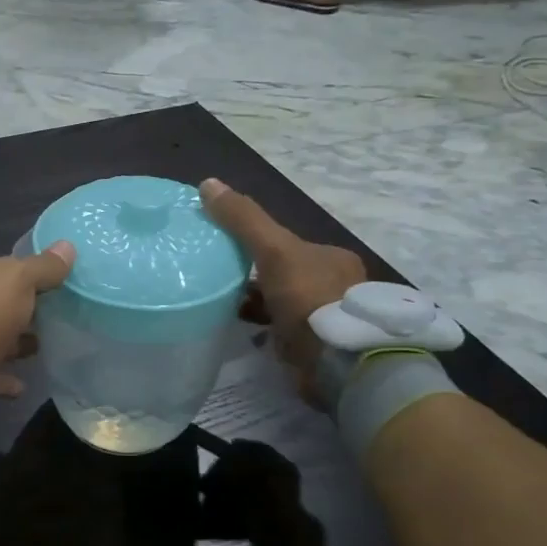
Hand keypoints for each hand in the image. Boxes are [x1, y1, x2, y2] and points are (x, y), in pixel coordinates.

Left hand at [0, 243, 74, 395]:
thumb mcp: (20, 279)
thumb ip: (44, 267)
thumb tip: (68, 246)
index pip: (1, 270)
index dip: (25, 276)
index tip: (52, 286)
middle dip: (19, 311)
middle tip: (52, 318)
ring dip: (13, 344)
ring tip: (41, 348)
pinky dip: (4, 378)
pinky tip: (23, 386)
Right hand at [199, 178, 366, 395]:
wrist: (338, 362)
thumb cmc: (309, 298)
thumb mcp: (273, 250)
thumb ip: (244, 219)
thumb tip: (208, 183)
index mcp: (332, 258)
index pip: (289, 246)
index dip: (259, 246)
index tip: (229, 253)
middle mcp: (337, 285)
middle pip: (285, 275)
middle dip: (257, 278)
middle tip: (222, 282)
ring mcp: (329, 319)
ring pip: (284, 305)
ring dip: (259, 306)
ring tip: (224, 308)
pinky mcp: (320, 349)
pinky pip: (285, 332)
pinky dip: (265, 331)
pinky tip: (244, 334)